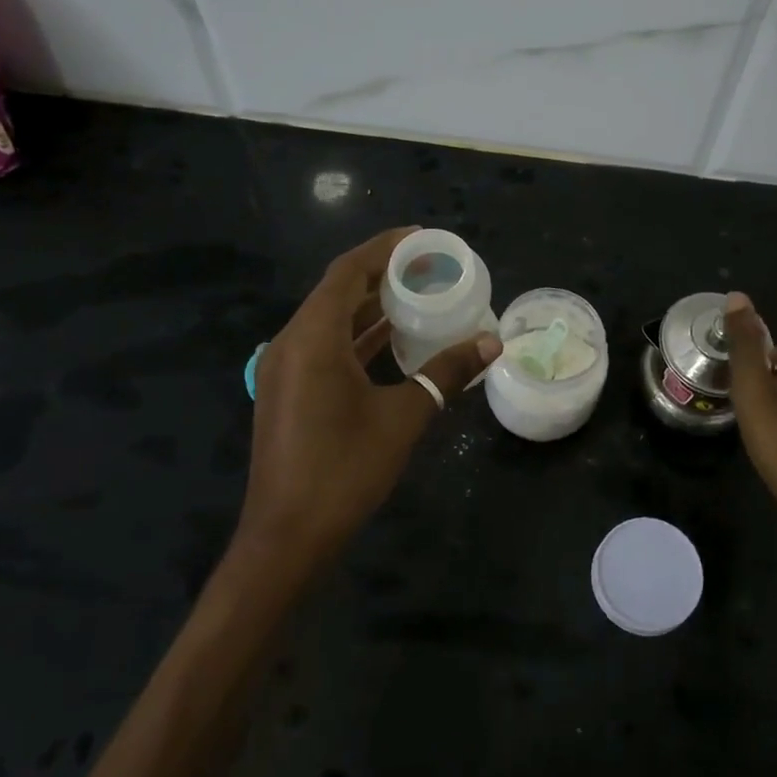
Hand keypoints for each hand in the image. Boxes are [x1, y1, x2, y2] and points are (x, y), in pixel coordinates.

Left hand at [238, 227, 501, 573]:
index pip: (348, 272)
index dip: (385, 248)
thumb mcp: (403, 417)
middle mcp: (291, 343)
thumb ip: (447, 373)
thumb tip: (492, 342)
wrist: (288, 538)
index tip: (423, 238)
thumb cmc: (345, 470)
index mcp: (313, 338)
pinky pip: (325, 347)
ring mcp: (285, 369)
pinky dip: (358, 337)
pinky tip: (393, 342)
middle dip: (383, 275)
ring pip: (331, 321)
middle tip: (430, 267)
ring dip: (371, 307)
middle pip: (338, 292)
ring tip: (419, 296)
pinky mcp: (288, 392)